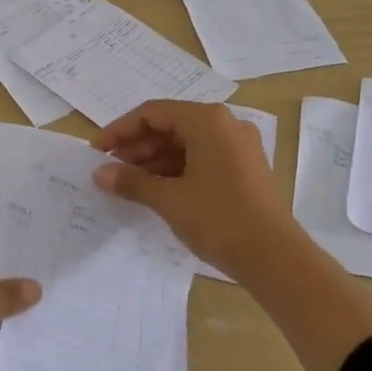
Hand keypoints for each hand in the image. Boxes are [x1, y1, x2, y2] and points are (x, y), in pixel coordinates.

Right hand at [92, 100, 304, 278]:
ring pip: (186, 143)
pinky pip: (202, 157)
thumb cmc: (219, 219)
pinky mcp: (245, 167)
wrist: (275, 257)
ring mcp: (239, 146)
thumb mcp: (169, 199)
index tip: (97, 152)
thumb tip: (99, 173)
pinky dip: (177, 169)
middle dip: (137, 146)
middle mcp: (225, 124)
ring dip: (155, 159)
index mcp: (207, 120)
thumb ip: (131, 181)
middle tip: (110, 169)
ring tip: (129, 183)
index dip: (120, 130)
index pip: (153, 113)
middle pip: (170, 125)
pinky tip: (158, 189)